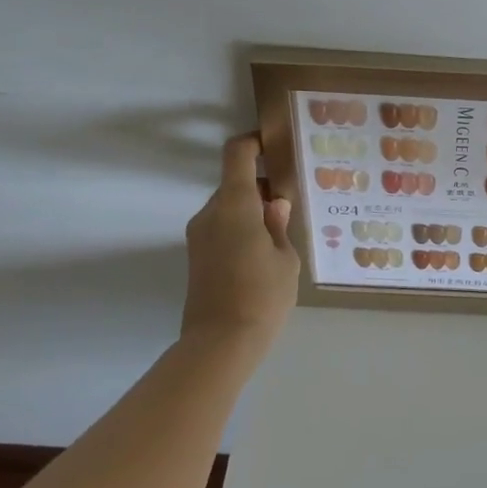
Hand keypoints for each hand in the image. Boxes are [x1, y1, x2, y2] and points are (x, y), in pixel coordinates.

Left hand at [181, 133, 299, 345]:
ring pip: (229, 208)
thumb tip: (275, 204)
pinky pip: (221, 228)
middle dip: (261, 189)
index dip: (253, 143)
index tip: (274, 147)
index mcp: (235, 205)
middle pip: (235, 184)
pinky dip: (241, 230)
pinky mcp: (196, 256)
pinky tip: (262, 256)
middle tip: (289, 208)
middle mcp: (210, 213)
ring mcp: (199, 235)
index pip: (236, 155)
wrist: (220, 344)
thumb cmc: (262, 295)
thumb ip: (279, 225)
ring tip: (279, 237)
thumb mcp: (285, 258)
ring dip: (251, 212)